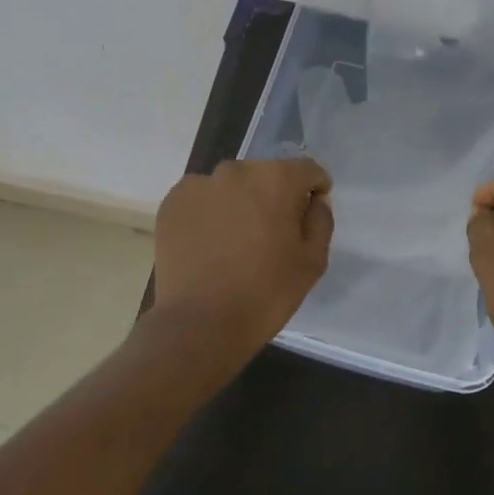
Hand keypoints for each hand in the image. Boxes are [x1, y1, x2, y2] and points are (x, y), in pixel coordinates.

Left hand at [151, 157, 333, 355]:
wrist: (200, 324)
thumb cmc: (265, 293)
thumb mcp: (312, 261)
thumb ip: (320, 221)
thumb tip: (314, 201)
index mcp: (276, 179)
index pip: (307, 170)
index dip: (314, 190)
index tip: (309, 214)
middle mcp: (236, 170)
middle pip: (267, 174)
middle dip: (274, 196)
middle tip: (271, 233)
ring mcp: (199, 184)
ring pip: (232, 186)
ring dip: (240, 202)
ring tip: (236, 240)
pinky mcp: (173, 202)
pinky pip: (202, 199)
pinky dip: (210, 213)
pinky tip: (210, 244)